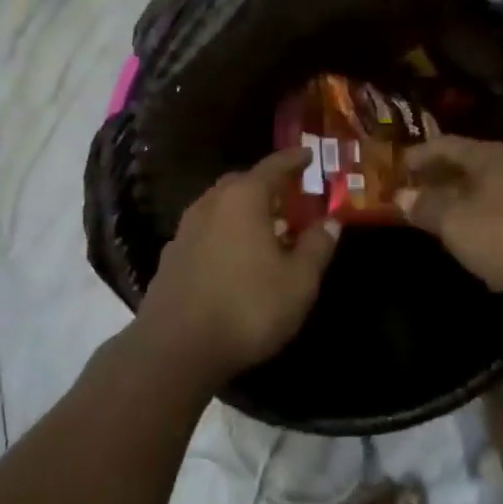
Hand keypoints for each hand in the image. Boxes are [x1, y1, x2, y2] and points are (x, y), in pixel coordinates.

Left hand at [136, 148, 339, 387]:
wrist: (175, 348)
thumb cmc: (247, 308)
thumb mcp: (298, 281)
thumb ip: (317, 247)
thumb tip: (331, 222)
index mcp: (244, 198)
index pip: (274, 166)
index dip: (294, 159)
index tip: (308, 154)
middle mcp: (212, 202)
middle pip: (242, 181)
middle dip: (266, 184)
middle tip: (288, 195)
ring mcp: (186, 228)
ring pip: (220, 205)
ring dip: (242, 209)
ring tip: (263, 227)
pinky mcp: (171, 255)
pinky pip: (205, 229)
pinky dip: (224, 231)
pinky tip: (234, 255)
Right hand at [396, 136, 502, 299]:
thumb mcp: (456, 222)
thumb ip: (426, 207)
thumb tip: (401, 196)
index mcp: (486, 155)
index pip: (442, 145)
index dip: (415, 156)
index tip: (392, 170)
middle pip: (463, 167)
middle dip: (435, 181)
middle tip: (408, 197)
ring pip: (483, 193)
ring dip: (457, 204)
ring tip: (433, 222)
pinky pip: (501, 217)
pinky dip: (481, 226)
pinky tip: (473, 249)